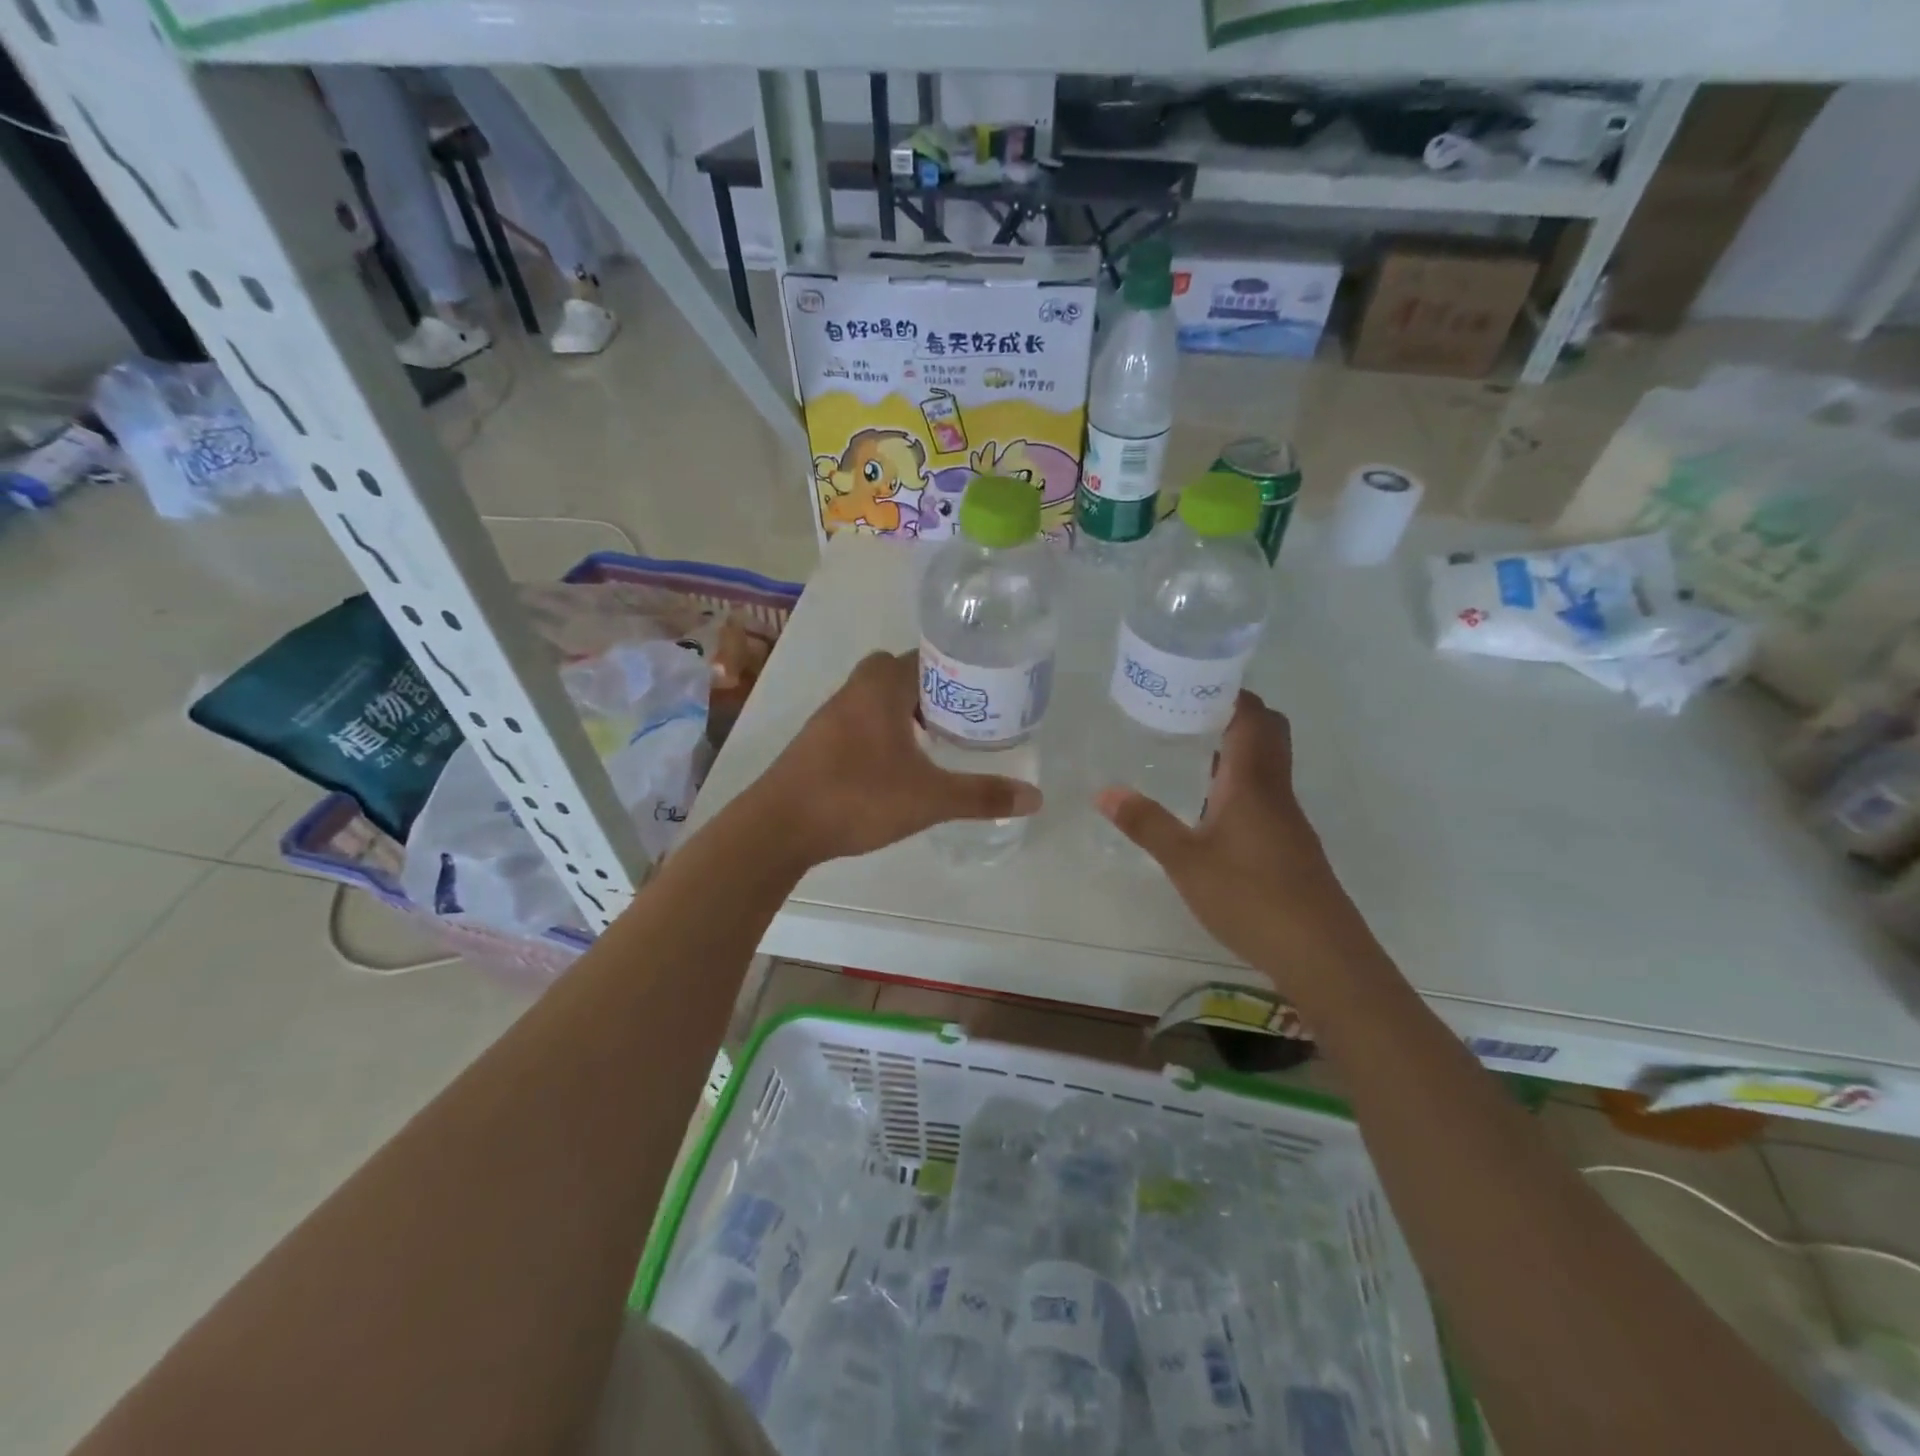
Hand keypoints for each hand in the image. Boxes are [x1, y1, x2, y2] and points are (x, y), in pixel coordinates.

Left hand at [753, 651, 1040, 866]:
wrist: (779, 827)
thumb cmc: (857, 797)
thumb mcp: (929, 799)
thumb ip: (981, 796)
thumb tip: (1036, 797)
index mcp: (881, 687)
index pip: (926, 657)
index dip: (956, 668)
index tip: (982, 689)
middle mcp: (853, 690)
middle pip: (899, 673)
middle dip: (930, 690)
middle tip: (961, 716)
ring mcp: (830, 716)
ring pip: (876, 698)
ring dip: (904, 711)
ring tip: (936, 741)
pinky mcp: (817, 742)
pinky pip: (859, 721)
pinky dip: (882, 731)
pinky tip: (896, 765)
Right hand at [1096, 692, 1366, 979]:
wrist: (1320, 953)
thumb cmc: (1251, 897)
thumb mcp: (1186, 862)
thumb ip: (1146, 824)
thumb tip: (1103, 790)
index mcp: (1252, 781)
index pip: (1251, 716)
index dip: (1228, 692)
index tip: (1192, 682)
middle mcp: (1275, 789)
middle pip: (1268, 731)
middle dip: (1233, 714)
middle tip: (1186, 714)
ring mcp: (1286, 817)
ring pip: (1267, 763)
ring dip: (1235, 748)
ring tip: (1187, 750)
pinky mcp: (1289, 842)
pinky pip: (1265, 792)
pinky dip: (1239, 780)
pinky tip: (1208, 805)